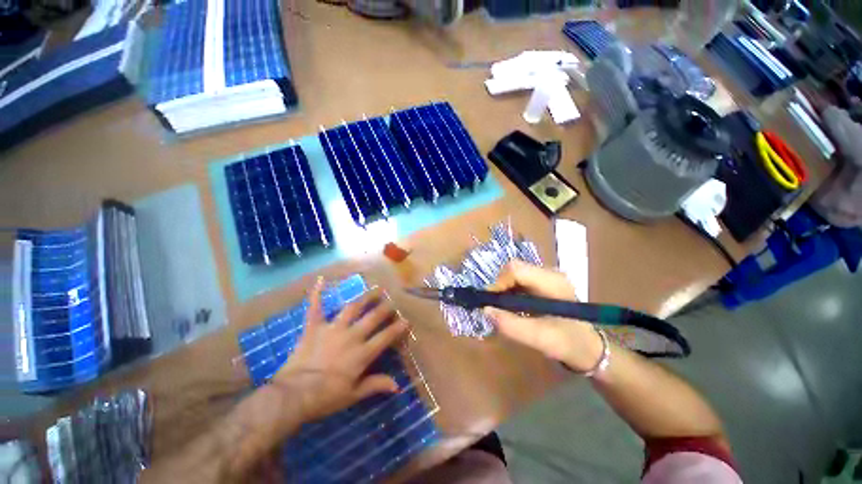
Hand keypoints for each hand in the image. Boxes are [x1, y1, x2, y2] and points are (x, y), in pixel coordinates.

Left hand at [270, 279, 408, 422]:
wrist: (293, 396)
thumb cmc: (325, 398)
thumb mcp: (353, 395)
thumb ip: (375, 385)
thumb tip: (397, 385)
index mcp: (362, 353)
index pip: (385, 337)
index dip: (398, 328)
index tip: (406, 320)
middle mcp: (351, 336)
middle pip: (373, 317)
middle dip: (385, 308)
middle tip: (391, 302)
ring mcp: (333, 329)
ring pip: (353, 308)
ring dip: (365, 297)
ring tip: (375, 289)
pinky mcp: (314, 327)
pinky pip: (315, 307)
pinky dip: (316, 294)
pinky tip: (320, 280)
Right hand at [484, 261, 603, 372]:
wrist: (588, 348)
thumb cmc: (568, 344)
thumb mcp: (539, 338)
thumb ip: (511, 325)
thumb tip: (485, 310)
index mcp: (552, 282)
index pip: (516, 269)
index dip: (499, 283)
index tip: (492, 303)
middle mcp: (549, 273)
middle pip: (514, 269)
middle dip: (500, 287)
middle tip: (497, 308)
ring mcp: (546, 277)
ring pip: (514, 274)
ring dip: (504, 290)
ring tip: (504, 309)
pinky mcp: (542, 283)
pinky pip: (519, 281)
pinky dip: (510, 292)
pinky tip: (513, 307)